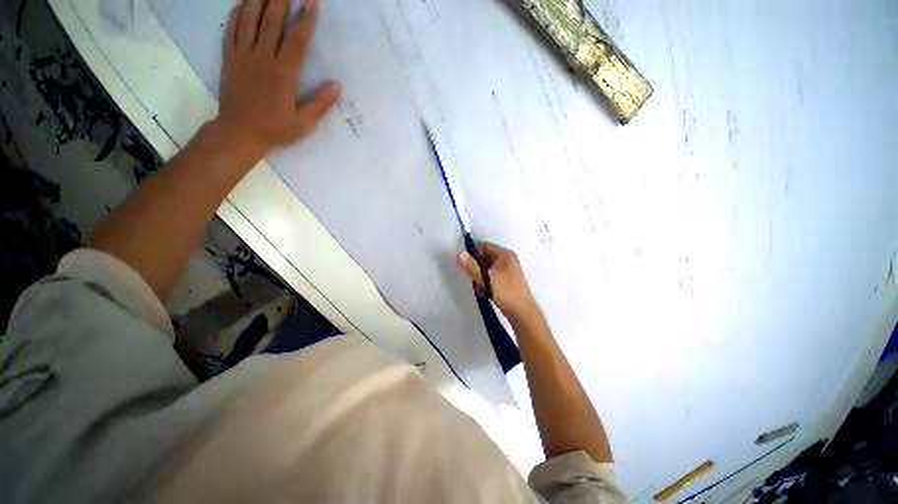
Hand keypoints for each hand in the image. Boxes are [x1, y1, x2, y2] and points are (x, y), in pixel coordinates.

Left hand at [215, 0, 339, 155]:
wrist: (239, 132)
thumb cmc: (275, 129)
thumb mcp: (304, 123)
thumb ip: (320, 103)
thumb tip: (337, 85)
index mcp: (283, 74)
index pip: (296, 40)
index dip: (305, 19)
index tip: (312, 1)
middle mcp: (262, 58)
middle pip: (271, 21)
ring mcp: (243, 56)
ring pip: (249, 19)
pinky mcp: (229, 58)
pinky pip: (231, 29)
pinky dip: (236, 13)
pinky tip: (242, 2)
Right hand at [456, 242, 540, 321]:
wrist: (523, 313)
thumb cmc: (506, 292)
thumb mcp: (486, 278)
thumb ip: (471, 266)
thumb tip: (458, 254)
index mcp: (505, 254)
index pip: (484, 246)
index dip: (473, 253)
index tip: (464, 264)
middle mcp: (507, 260)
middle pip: (484, 258)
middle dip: (476, 269)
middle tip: (472, 279)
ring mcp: (507, 271)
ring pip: (486, 269)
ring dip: (480, 278)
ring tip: (480, 289)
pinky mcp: (506, 281)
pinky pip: (491, 277)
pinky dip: (486, 283)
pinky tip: (484, 293)